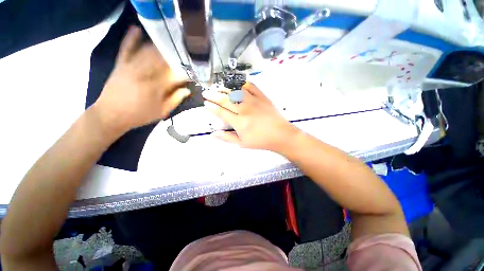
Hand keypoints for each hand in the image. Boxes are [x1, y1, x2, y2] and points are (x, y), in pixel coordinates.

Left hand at [92, 26, 189, 134]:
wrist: (111, 114)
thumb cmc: (139, 115)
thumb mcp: (162, 112)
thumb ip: (175, 100)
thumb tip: (187, 90)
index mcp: (156, 87)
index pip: (175, 75)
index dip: (185, 72)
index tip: (192, 71)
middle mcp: (145, 73)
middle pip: (163, 60)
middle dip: (174, 57)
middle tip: (183, 55)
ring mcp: (131, 67)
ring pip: (147, 51)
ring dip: (159, 47)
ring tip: (169, 45)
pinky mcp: (121, 64)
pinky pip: (126, 49)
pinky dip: (131, 39)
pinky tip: (136, 29)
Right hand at [202, 82, 298, 151]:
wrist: (281, 135)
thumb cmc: (261, 141)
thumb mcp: (243, 143)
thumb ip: (227, 137)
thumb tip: (212, 134)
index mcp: (239, 122)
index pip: (221, 112)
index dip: (211, 107)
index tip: (205, 103)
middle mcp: (244, 109)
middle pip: (226, 100)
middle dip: (213, 95)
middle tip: (206, 93)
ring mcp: (254, 101)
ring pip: (236, 91)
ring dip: (225, 89)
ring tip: (218, 88)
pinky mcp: (262, 97)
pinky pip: (251, 87)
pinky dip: (243, 84)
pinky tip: (238, 85)